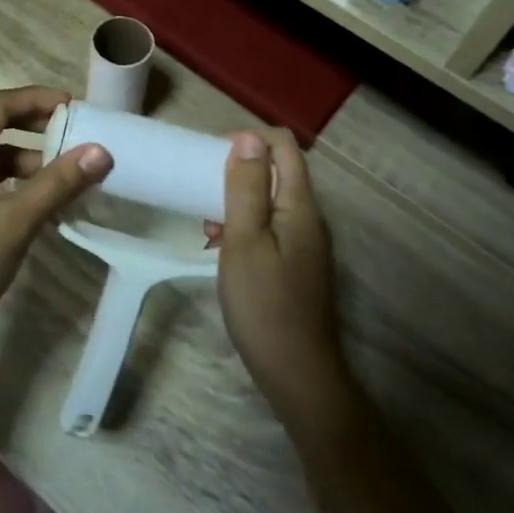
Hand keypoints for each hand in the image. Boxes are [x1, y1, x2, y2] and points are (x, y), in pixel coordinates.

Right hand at [205, 130, 350, 425]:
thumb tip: (248, 138)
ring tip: (207, 220)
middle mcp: (310, 217)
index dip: (250, 140)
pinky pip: (271, 225)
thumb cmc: (265, 304)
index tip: (213, 157)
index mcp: (301, 206)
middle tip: (203, 187)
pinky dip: (245, 224)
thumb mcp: (245, 241)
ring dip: (238, 198)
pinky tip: (221, 244)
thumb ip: (246, 188)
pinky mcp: (297, 264)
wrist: (297, 374)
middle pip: (279, 170)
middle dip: (240, 169)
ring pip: (272, 200)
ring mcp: (306, 242)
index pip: (284, 146)